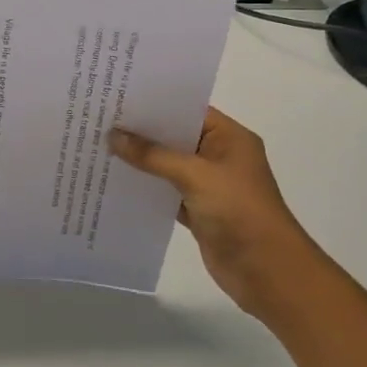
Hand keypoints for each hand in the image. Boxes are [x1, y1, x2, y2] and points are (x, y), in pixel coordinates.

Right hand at [108, 107, 321, 321]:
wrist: (266, 270)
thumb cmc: (238, 211)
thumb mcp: (195, 175)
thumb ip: (153, 155)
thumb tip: (113, 136)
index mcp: (229, 138)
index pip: (188, 110)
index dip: (155, 104)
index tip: (119, 97)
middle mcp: (219, 156)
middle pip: (175, 137)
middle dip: (141, 132)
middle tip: (101, 120)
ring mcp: (209, 185)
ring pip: (167, 166)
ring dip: (140, 161)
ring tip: (100, 146)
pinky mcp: (198, 211)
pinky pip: (166, 192)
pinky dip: (146, 188)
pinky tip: (116, 182)